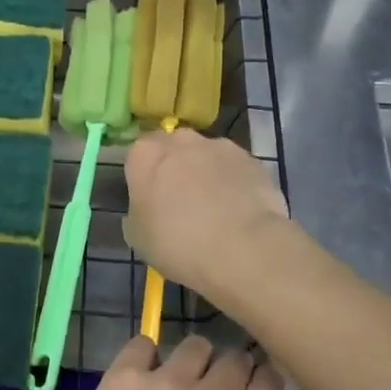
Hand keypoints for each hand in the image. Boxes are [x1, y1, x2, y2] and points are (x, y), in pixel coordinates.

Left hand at [38, 336, 362, 389]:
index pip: (270, 381)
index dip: (263, 386)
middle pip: (234, 359)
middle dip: (231, 375)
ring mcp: (166, 380)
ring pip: (193, 345)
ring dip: (193, 363)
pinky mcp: (123, 376)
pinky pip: (142, 343)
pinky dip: (146, 357)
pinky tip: (140, 382)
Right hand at [123, 129, 292, 298]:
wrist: (244, 249)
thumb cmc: (178, 243)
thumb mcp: (137, 236)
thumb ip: (138, 210)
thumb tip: (147, 206)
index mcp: (145, 154)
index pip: (137, 156)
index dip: (144, 178)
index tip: (150, 201)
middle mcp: (181, 140)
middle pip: (173, 150)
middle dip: (176, 169)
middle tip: (181, 204)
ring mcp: (219, 146)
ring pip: (206, 157)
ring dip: (207, 175)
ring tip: (216, 211)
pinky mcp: (252, 159)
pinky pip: (235, 169)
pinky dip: (234, 184)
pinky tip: (240, 213)